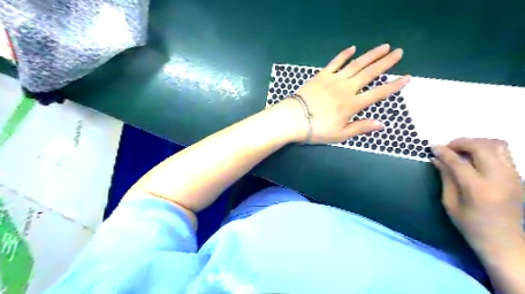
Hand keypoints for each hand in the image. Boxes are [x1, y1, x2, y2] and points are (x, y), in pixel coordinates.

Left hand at [287, 44, 409, 142]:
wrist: (293, 119)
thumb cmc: (317, 129)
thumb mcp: (340, 135)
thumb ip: (360, 127)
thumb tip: (382, 124)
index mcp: (352, 105)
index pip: (378, 93)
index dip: (393, 86)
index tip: (406, 77)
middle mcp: (346, 89)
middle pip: (370, 73)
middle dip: (386, 63)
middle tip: (399, 52)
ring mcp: (334, 80)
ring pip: (356, 65)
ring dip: (370, 55)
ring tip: (383, 47)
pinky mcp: (321, 76)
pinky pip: (335, 62)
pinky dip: (344, 55)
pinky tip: (352, 48)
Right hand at [433, 137, 522, 256]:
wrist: (505, 242)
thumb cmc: (471, 226)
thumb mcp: (450, 203)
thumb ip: (446, 177)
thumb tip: (437, 159)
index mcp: (479, 189)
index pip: (459, 162)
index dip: (444, 152)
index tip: (432, 147)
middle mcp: (500, 179)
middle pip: (482, 147)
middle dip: (461, 142)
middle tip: (448, 147)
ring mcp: (513, 177)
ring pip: (497, 146)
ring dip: (476, 143)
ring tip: (461, 150)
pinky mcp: (518, 177)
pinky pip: (503, 154)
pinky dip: (486, 150)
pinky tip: (474, 158)